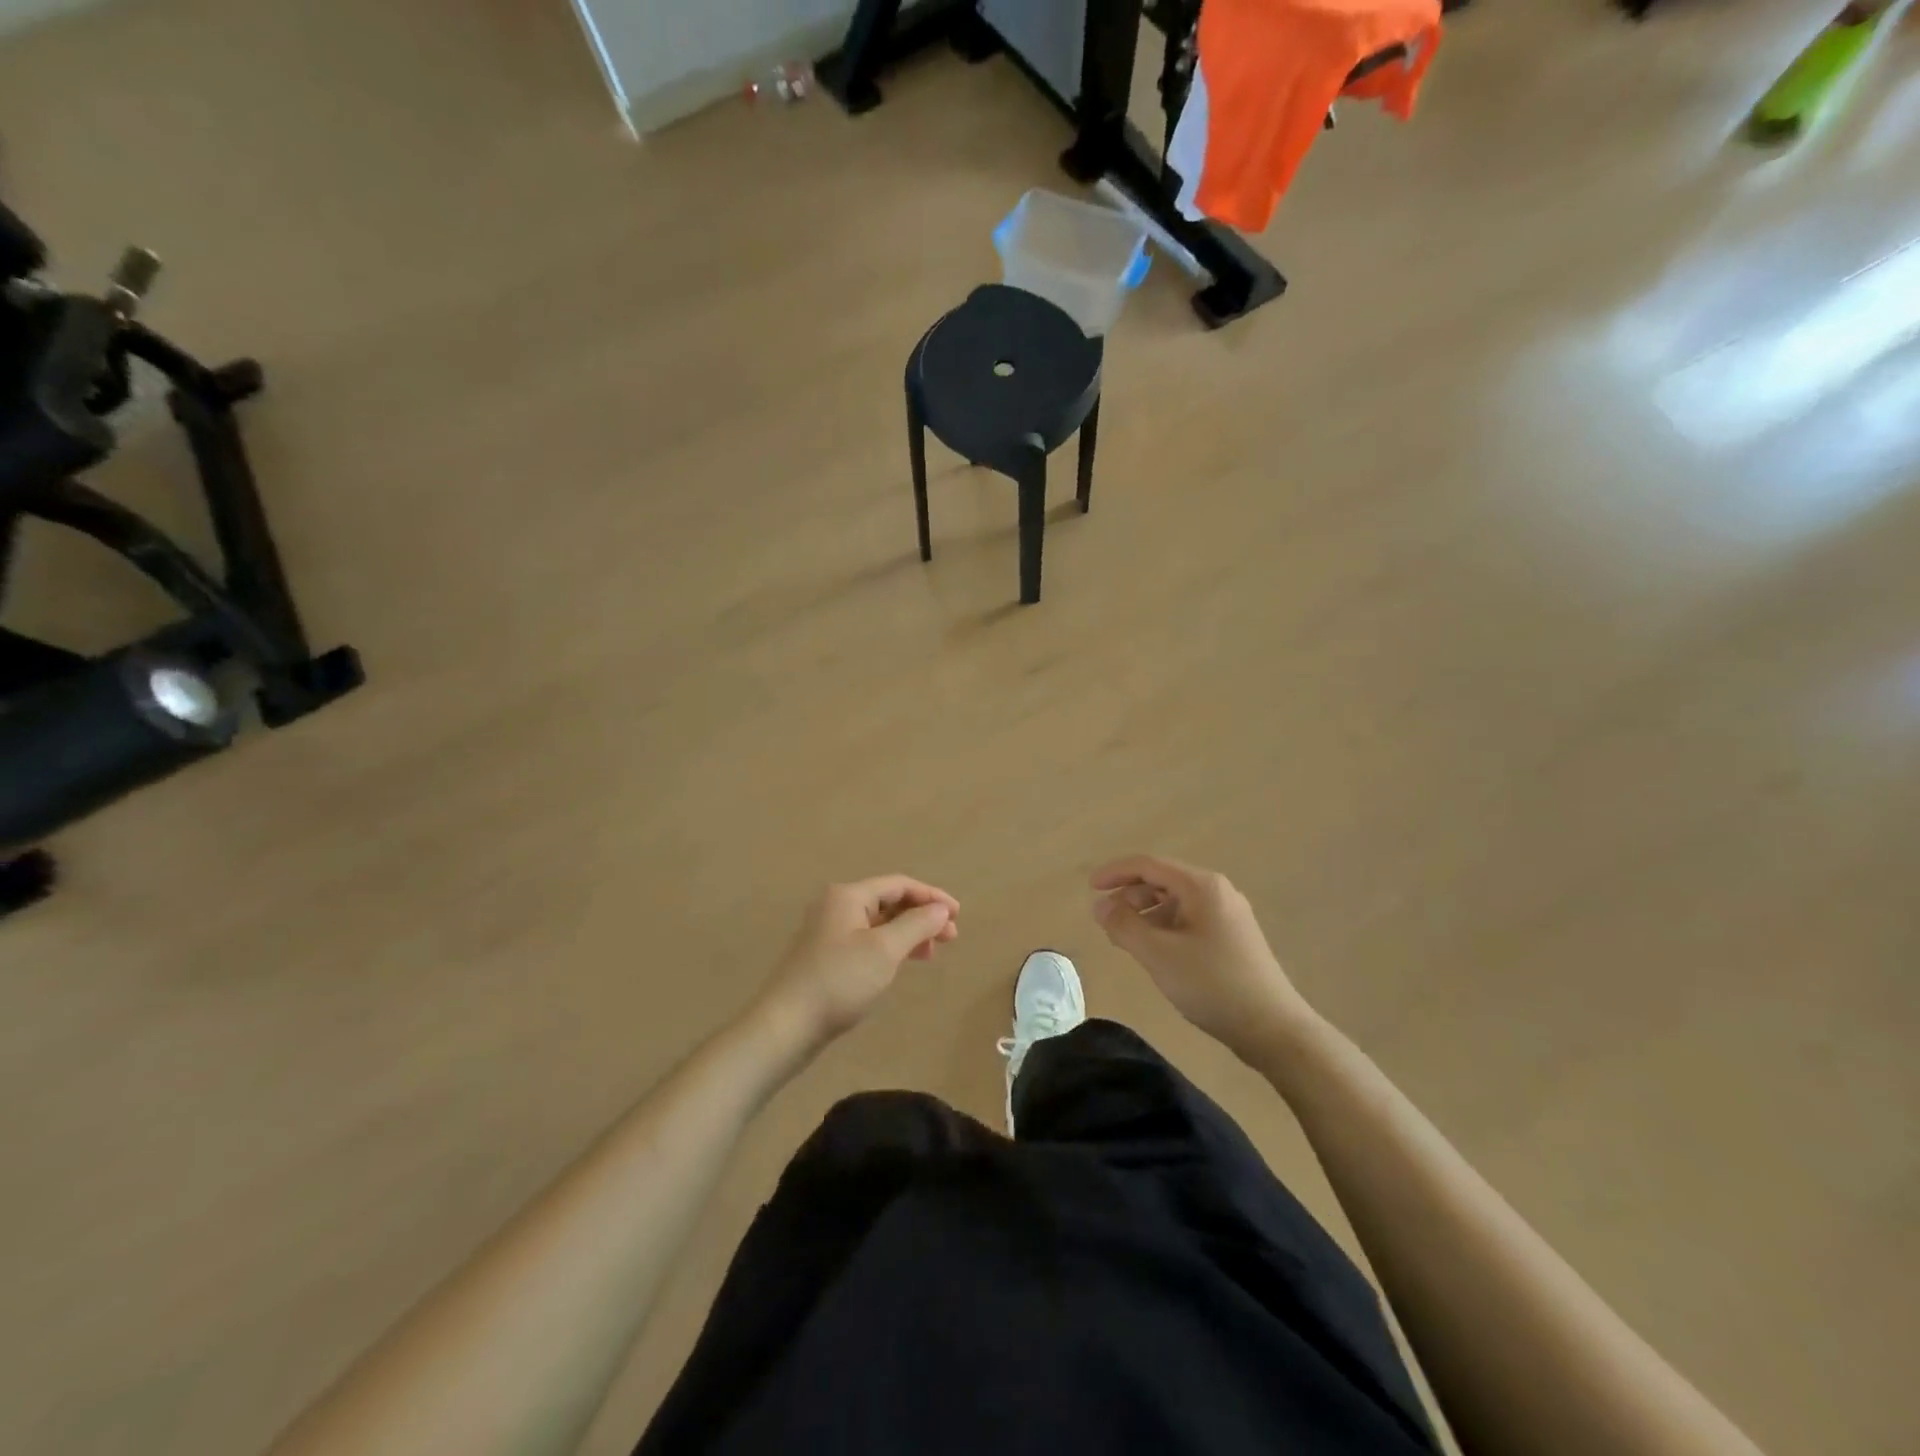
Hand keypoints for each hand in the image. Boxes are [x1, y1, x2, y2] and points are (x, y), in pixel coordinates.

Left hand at [752, 876, 959, 1051]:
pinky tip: (903, 963)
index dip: (932, 896)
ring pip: (879, 923)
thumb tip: (940, 909)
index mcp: (848, 895)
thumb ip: (917, 924)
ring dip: (908, 933)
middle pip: (889, 901)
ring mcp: (828, 931)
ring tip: (932, 953)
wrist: (786, 1025)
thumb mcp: (885, 950)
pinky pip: (867, 940)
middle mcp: (836, 905)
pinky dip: (890, 947)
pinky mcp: (826, 956)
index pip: (899, 884)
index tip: (958, 915)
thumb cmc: (839, 981)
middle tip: (951, 938)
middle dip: (922, 916)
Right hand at [1090, 855, 1311, 1059]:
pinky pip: (1189, 919)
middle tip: (1105, 919)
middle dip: (1129, 895)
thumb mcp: (1158, 954)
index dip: (1115, 873)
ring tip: (1125, 938)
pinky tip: (1155, 951)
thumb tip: (1100, 906)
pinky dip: (1164, 927)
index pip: (1148, 865)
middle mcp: (1217, 891)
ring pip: (1176, 902)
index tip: (1090, 889)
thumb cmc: (1212, 984)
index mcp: (1201, 886)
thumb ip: (1124, 926)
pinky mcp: (1233, 938)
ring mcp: (1229, 915)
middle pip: (1162, 880)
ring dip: (1145, 913)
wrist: (1274, 1029)